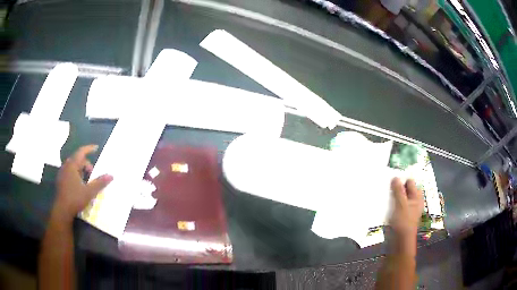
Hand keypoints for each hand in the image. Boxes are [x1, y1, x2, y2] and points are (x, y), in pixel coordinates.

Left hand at [53, 145, 112, 222]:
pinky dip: (76, 174)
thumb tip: (111, 175)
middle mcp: (66, 166)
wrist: (62, 210)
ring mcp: (62, 173)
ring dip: (81, 169)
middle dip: (86, 164)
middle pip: (77, 159)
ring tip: (87, 180)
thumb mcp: (89, 192)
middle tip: (93, 173)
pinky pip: (69, 172)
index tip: (96, 148)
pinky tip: (79, 185)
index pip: (81, 152)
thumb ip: (99, 183)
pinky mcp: (61, 180)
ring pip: (73, 166)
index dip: (89, 149)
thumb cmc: (75, 198)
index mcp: (72, 165)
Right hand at [389, 177, 423, 237]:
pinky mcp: (399, 215)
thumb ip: (398, 190)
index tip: (390, 179)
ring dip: (392, 196)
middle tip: (386, 186)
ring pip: (398, 197)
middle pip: (404, 189)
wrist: (399, 241)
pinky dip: (390, 203)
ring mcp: (406, 208)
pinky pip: (395, 205)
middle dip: (396, 187)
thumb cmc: (403, 222)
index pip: (409, 182)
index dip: (401, 180)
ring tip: (383, 193)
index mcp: (417, 197)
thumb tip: (395, 177)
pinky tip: (383, 203)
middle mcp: (413, 201)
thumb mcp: (401, 204)